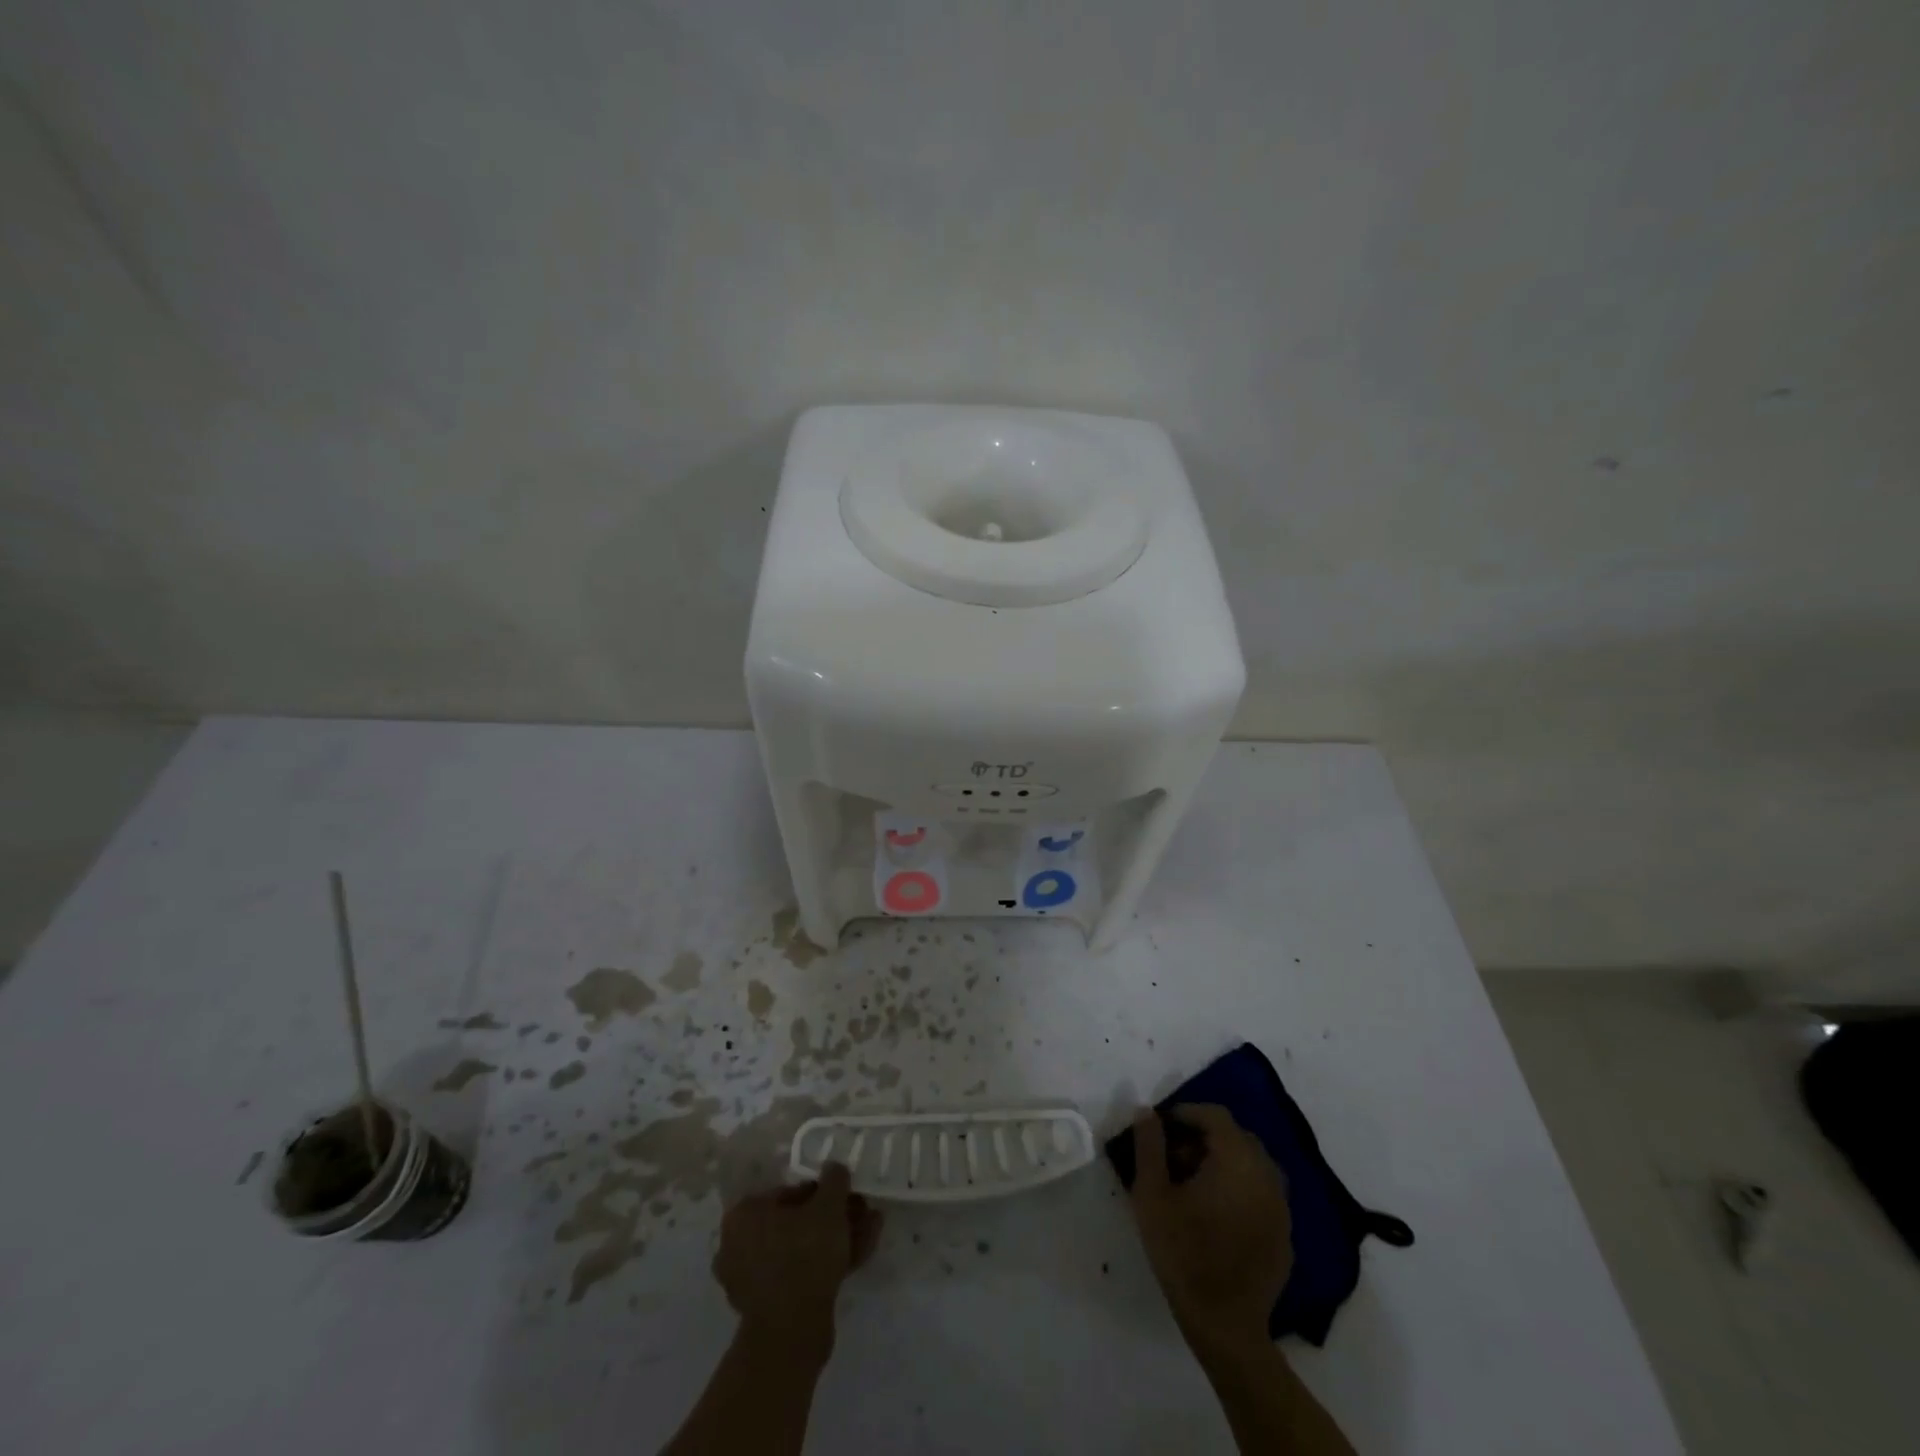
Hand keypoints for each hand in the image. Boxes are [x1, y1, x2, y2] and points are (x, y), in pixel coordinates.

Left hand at [712, 1164, 882, 1360]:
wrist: (792, 1333)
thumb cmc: (803, 1255)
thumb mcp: (828, 1207)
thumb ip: (834, 1179)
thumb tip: (834, 1168)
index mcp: (743, 1215)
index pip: (788, 1192)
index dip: (822, 1191)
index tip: (846, 1195)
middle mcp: (739, 1245)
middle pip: (795, 1222)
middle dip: (832, 1217)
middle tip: (861, 1211)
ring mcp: (752, 1280)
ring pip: (801, 1249)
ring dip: (836, 1238)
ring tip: (871, 1229)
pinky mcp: (769, 1307)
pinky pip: (801, 1274)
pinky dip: (828, 1263)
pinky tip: (861, 1254)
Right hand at [1128, 1104, 1292, 1352]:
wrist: (1225, 1326)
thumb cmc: (1183, 1253)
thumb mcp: (1152, 1194)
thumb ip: (1149, 1145)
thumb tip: (1146, 1111)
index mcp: (1237, 1160)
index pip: (1215, 1115)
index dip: (1186, 1113)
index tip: (1161, 1127)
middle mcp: (1266, 1175)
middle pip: (1236, 1138)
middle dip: (1203, 1138)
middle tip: (1173, 1159)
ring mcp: (1281, 1207)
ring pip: (1251, 1165)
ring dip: (1223, 1163)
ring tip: (1193, 1187)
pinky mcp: (1285, 1235)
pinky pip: (1261, 1194)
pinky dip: (1240, 1189)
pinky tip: (1217, 1215)